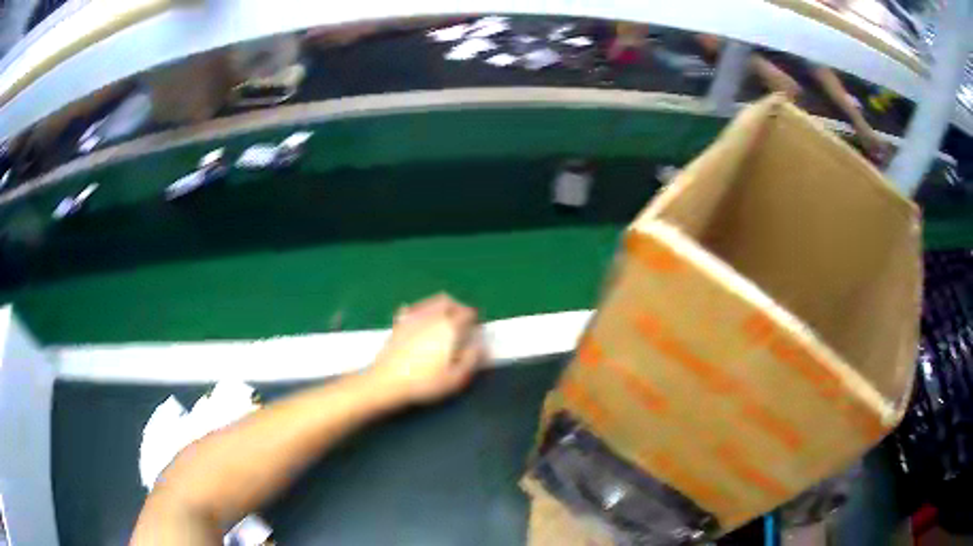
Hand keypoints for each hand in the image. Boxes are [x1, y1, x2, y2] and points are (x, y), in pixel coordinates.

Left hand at [368, 293, 485, 403]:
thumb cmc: (425, 382)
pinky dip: (421, 310)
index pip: (468, 313)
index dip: (475, 319)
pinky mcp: (398, 323)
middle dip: (458, 308)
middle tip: (463, 321)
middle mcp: (432, 316)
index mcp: (449, 326)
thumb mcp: (457, 378)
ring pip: (431, 302)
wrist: (387, 381)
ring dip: (442, 306)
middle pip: (449, 301)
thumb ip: (473, 359)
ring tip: (444, 320)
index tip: (477, 329)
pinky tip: (421, 321)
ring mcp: (413, 317)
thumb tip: (481, 345)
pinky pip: (413, 308)